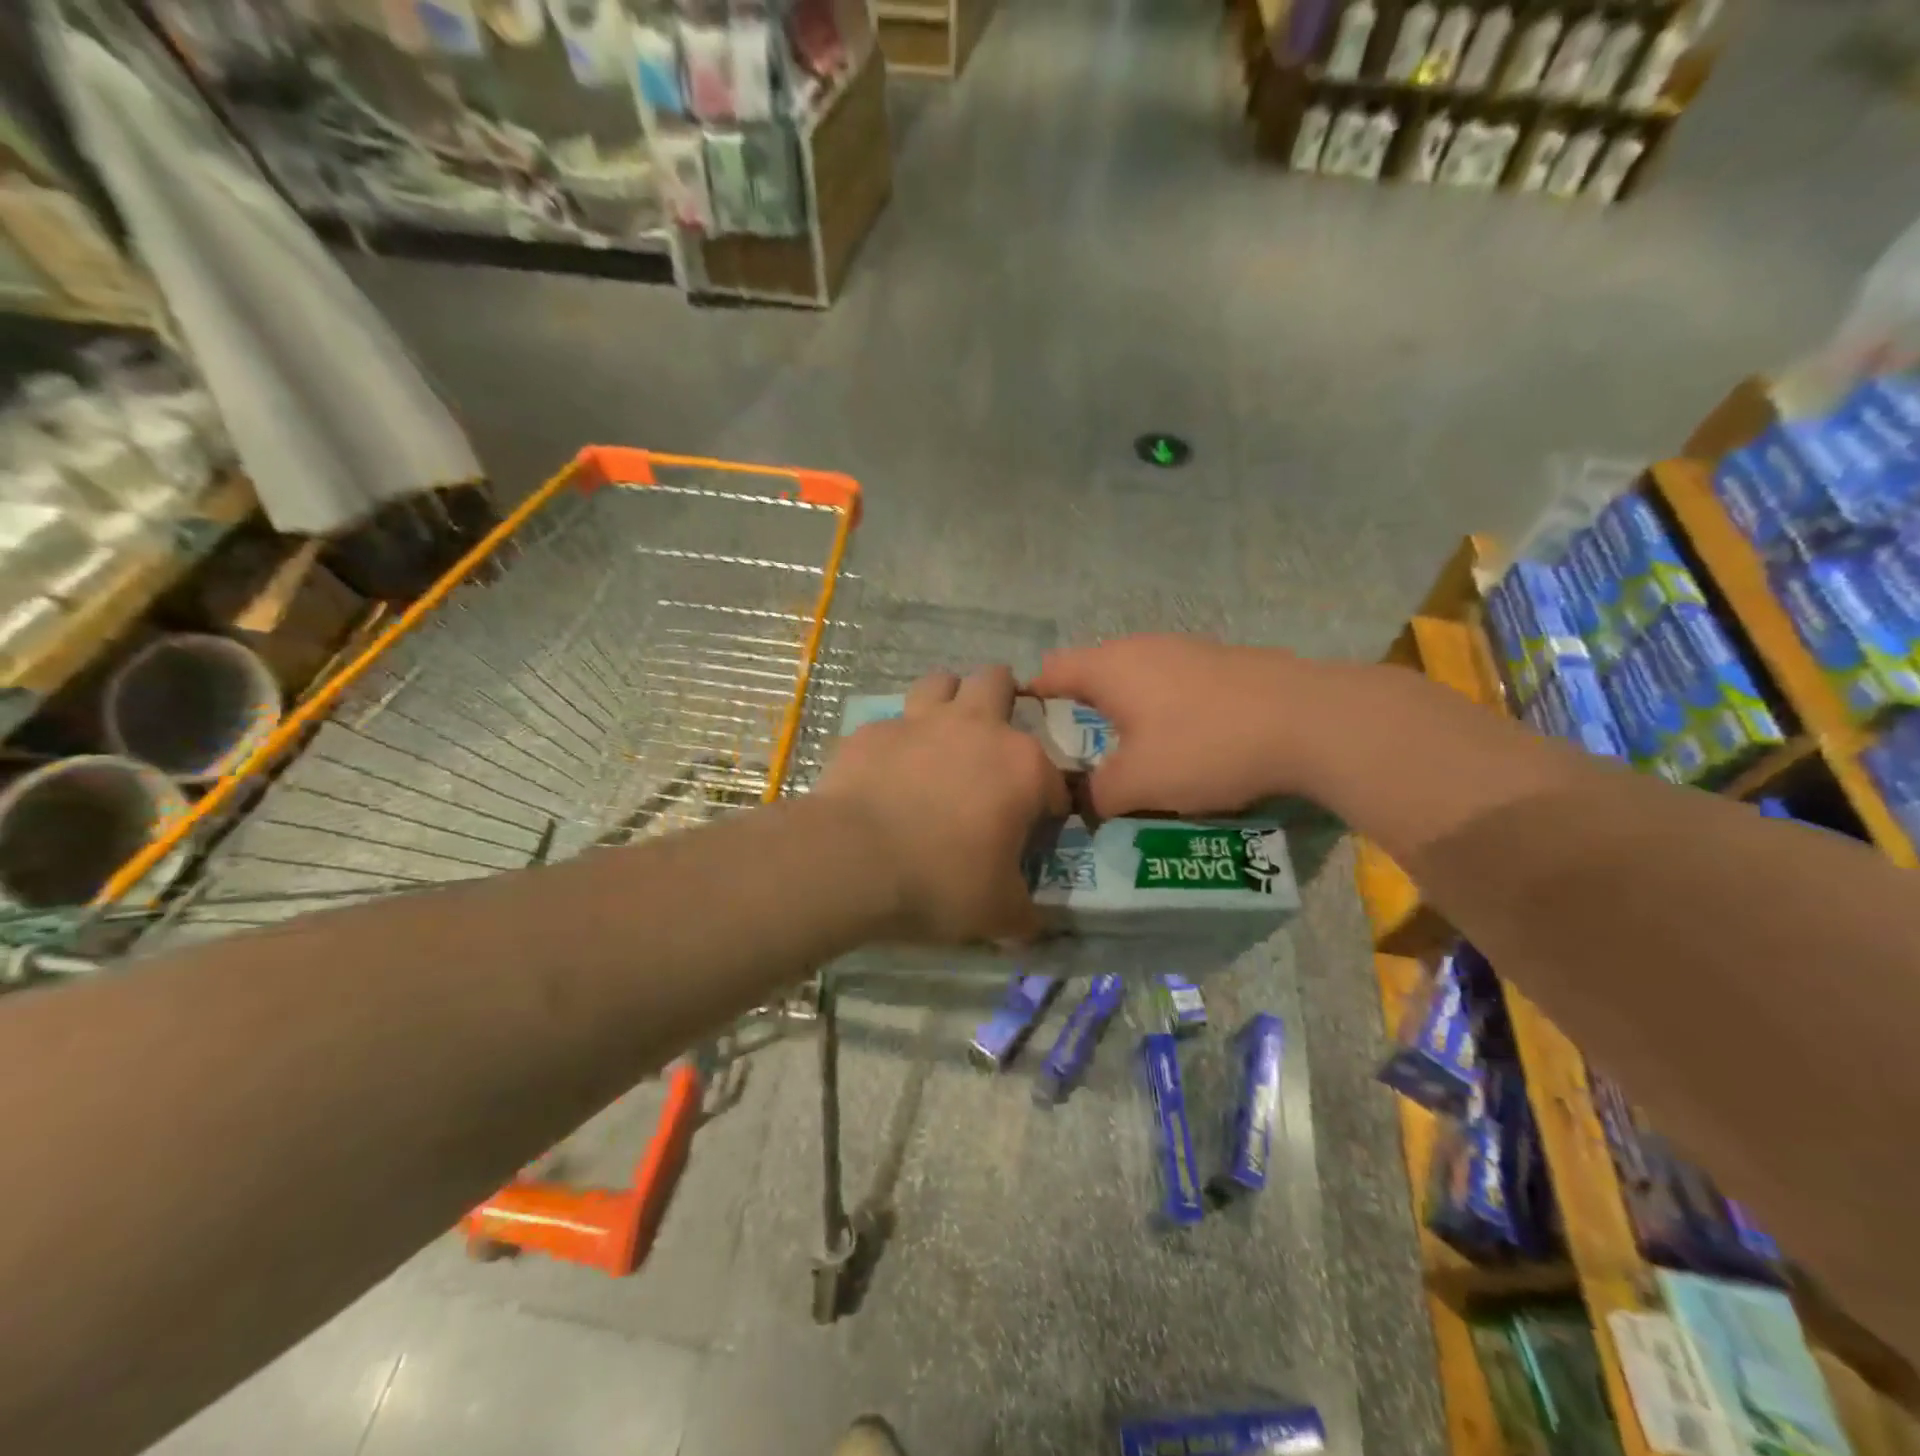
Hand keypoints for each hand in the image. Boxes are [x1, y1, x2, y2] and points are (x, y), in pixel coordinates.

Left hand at [815, 666, 1067, 942]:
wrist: (851, 860)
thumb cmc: (941, 881)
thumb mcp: (995, 913)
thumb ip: (1022, 916)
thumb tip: (1032, 930)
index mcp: (1021, 765)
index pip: (1052, 777)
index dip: (1048, 805)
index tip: (1033, 830)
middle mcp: (975, 727)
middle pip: (997, 682)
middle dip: (1001, 700)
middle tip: (991, 742)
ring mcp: (918, 722)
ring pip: (941, 682)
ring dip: (947, 700)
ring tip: (940, 736)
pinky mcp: (871, 732)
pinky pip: (891, 724)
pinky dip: (896, 742)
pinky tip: (886, 771)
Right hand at [1028, 635, 1306, 816]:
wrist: (1312, 721)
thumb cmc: (1206, 747)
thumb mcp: (1138, 785)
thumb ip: (1095, 795)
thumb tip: (1080, 801)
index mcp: (1110, 668)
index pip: (1050, 670)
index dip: (1031, 700)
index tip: (1028, 734)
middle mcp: (1143, 647)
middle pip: (1093, 673)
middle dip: (1080, 712)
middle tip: (1080, 756)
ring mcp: (1187, 649)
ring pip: (1137, 679)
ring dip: (1126, 712)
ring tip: (1132, 753)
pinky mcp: (1224, 661)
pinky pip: (1174, 683)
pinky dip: (1165, 709)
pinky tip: (1186, 741)